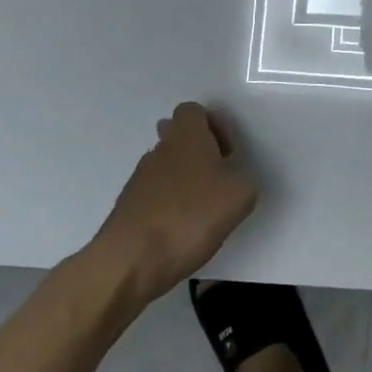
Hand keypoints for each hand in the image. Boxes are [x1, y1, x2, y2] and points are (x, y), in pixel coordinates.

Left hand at [86, 102, 256, 308]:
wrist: (131, 260)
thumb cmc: (190, 216)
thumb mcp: (240, 197)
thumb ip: (244, 180)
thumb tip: (235, 181)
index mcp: (186, 136)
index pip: (193, 110)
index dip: (213, 126)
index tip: (227, 153)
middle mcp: (159, 150)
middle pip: (176, 136)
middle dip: (197, 152)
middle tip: (216, 178)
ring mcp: (138, 179)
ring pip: (164, 166)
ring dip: (183, 180)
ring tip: (201, 209)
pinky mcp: (127, 208)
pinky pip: (153, 195)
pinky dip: (168, 205)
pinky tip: (181, 230)